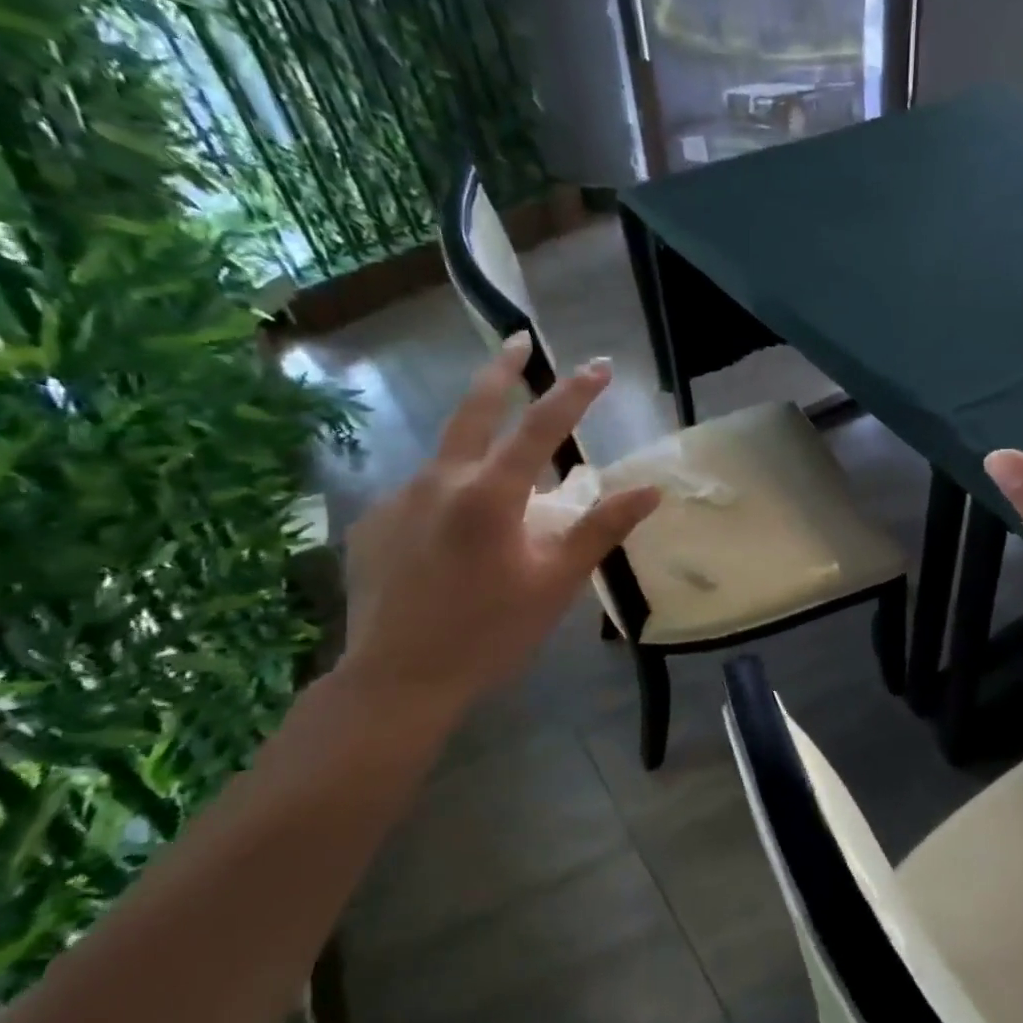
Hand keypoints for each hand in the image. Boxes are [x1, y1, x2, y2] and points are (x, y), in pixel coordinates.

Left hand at [339, 333, 659, 723]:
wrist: (396, 682)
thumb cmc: (489, 633)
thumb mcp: (556, 583)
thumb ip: (601, 529)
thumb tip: (649, 490)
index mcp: (488, 495)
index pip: (541, 427)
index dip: (574, 393)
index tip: (600, 365)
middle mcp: (438, 481)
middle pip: (471, 409)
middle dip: (500, 370)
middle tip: (518, 340)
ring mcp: (397, 500)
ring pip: (446, 458)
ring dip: (476, 449)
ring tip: (500, 483)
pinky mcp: (373, 524)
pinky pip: (421, 496)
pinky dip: (447, 498)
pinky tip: (453, 537)